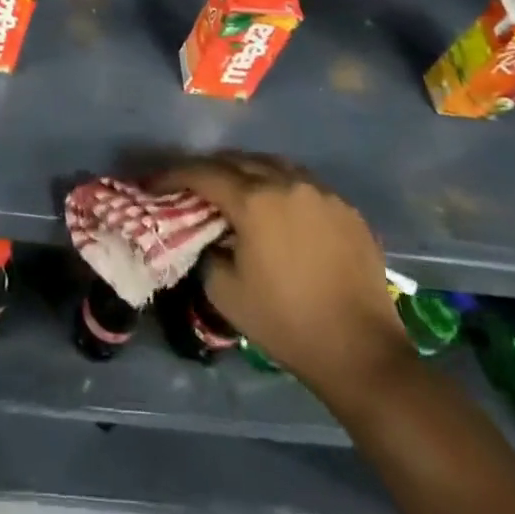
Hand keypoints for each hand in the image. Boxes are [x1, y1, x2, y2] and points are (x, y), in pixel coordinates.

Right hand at [151, 153, 412, 393]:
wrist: (361, 352)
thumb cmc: (287, 323)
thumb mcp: (225, 293)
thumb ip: (207, 252)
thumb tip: (209, 236)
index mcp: (254, 200)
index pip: (202, 173)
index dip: (172, 175)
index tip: (153, 183)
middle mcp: (287, 182)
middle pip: (237, 161)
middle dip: (209, 170)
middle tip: (191, 186)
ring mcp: (321, 192)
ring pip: (273, 165)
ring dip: (247, 173)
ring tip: (234, 190)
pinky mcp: (346, 208)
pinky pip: (303, 184)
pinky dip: (281, 188)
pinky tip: (278, 210)